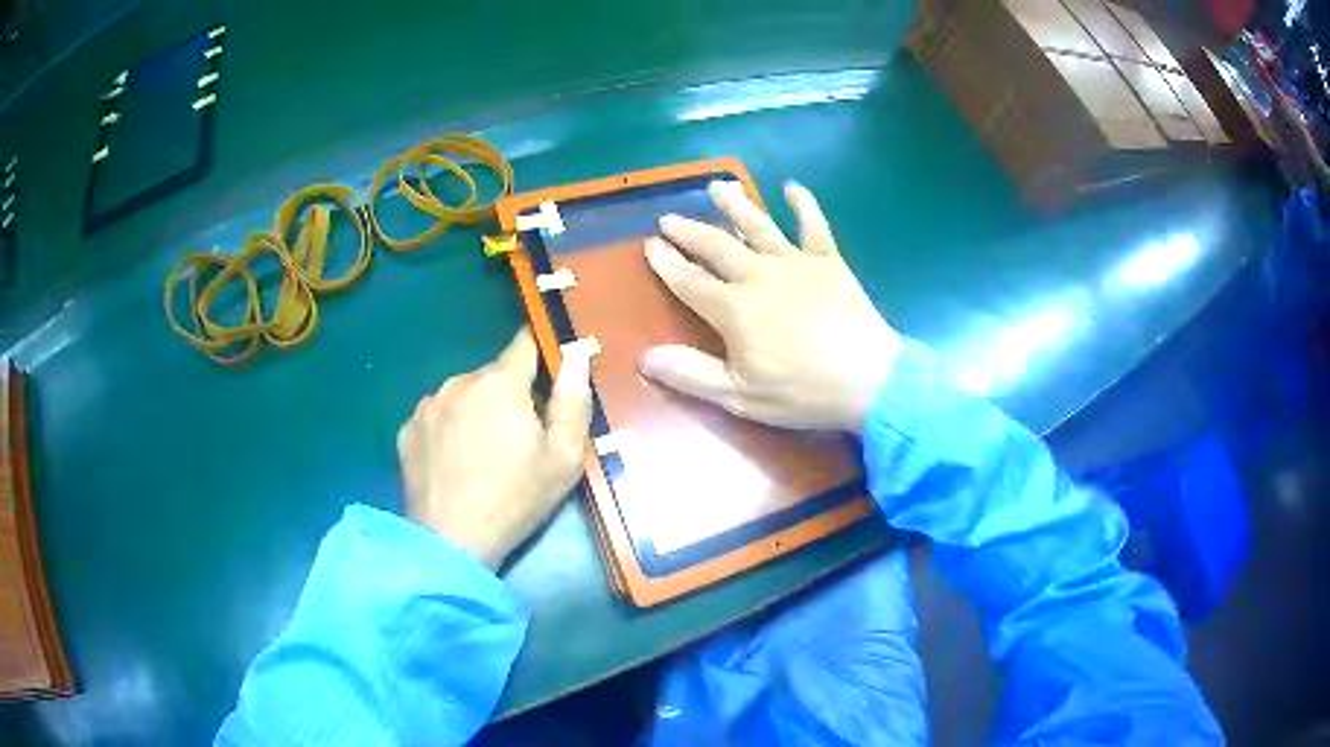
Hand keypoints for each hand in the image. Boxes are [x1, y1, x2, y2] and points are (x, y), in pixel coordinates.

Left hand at [397, 328, 592, 568]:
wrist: (451, 542)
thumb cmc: (515, 499)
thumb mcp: (563, 457)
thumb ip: (573, 400)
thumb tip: (577, 352)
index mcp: (500, 383)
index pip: (524, 343)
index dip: (540, 354)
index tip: (548, 379)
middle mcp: (459, 382)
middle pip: (493, 375)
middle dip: (508, 395)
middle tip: (517, 439)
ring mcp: (428, 405)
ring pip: (462, 395)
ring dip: (476, 411)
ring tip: (481, 456)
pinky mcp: (407, 429)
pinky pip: (437, 417)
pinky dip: (448, 430)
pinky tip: (453, 464)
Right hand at [640, 180, 901, 432]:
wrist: (870, 380)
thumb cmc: (803, 393)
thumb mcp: (740, 396)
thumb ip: (691, 373)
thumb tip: (644, 357)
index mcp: (734, 310)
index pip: (689, 281)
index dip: (667, 263)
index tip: (649, 244)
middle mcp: (759, 276)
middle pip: (716, 246)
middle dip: (689, 231)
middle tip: (669, 217)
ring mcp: (795, 263)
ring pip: (758, 226)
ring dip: (735, 205)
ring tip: (717, 187)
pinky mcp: (828, 261)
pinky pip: (814, 225)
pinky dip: (803, 204)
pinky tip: (792, 187)